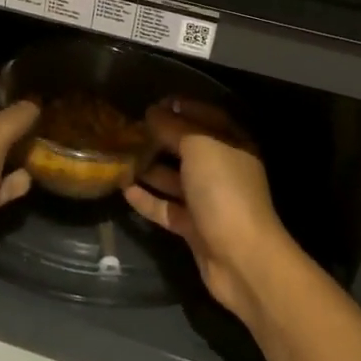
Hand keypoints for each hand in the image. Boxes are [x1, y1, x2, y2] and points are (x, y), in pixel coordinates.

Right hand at [124, 99, 298, 326]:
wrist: (241, 257)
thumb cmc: (223, 190)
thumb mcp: (198, 147)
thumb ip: (174, 127)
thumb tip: (153, 113)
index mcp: (232, 144)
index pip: (206, 117)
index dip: (181, 107)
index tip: (152, 103)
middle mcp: (222, 169)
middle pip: (187, 148)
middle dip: (160, 137)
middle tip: (128, 129)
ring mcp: (208, 200)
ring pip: (174, 178)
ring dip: (149, 168)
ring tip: (119, 156)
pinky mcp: (194, 226)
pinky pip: (166, 207)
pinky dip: (147, 199)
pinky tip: (123, 189)